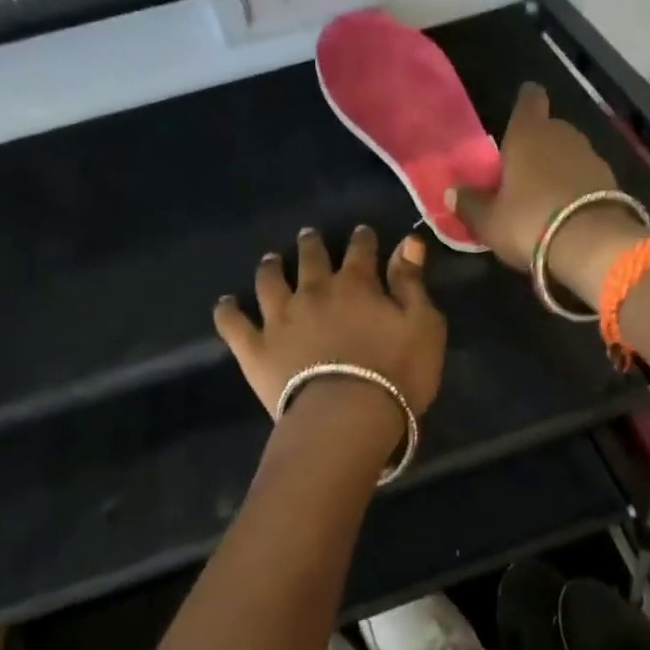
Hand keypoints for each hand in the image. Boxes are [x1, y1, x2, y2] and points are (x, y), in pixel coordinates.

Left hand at [214, 226, 446, 420]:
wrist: (347, 416)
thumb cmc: (397, 373)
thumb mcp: (423, 325)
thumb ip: (411, 283)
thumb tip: (410, 242)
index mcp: (356, 285)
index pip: (360, 251)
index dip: (362, 239)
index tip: (362, 233)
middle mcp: (313, 292)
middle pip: (310, 258)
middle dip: (311, 244)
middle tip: (309, 236)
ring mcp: (279, 319)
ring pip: (269, 281)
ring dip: (271, 267)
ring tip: (271, 260)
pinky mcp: (255, 348)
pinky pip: (234, 324)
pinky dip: (228, 312)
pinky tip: (226, 304)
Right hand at [448, 83, 649, 303]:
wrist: (593, 245)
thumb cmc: (529, 222)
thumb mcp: (488, 221)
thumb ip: (469, 204)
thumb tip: (451, 192)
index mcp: (528, 134)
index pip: (529, 99)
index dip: (524, 103)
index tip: (519, 113)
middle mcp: (562, 135)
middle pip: (548, 129)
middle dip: (535, 145)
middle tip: (519, 172)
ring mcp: (591, 156)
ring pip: (568, 153)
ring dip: (556, 168)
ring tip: (542, 196)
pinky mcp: (611, 180)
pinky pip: (585, 176)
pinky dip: (575, 187)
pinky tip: (565, 210)